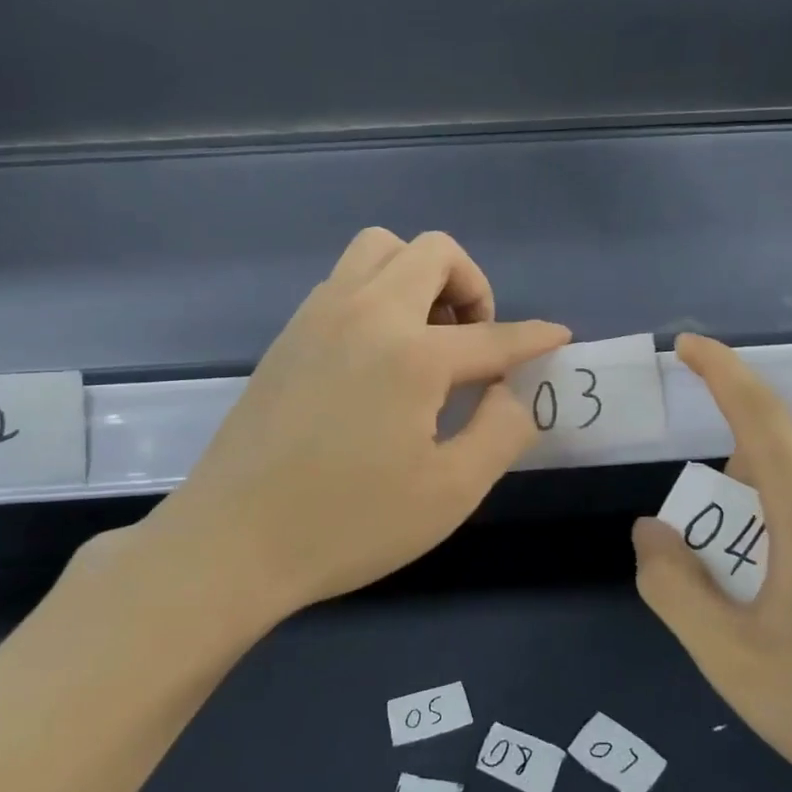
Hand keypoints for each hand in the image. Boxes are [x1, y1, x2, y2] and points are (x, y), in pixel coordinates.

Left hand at [135, 228, 568, 624]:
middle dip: (472, 286)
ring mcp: (319, 316)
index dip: (534, 337)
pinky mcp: (288, 333)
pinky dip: (379, 292)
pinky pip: (346, 279)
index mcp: (412, 353)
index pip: (493, 335)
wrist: (233, 542)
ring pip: (381, 249)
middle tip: (475, 343)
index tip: (558, 337)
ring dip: (420, 276)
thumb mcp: (450, 492)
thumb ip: (501, 432)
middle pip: (434, 251)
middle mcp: (366, 312)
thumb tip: (510, 392)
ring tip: (428, 338)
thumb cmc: (349, 524)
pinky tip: (380, 354)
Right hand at [634, 335, 791, 791]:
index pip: (760, 416)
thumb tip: (650, 531)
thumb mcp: (728, 657)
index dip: (721, 372)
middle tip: (705, 546)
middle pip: (780, 453)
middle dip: (729, 474)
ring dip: (764, 503)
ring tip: (753, 581)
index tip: (687, 346)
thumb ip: (673, 586)